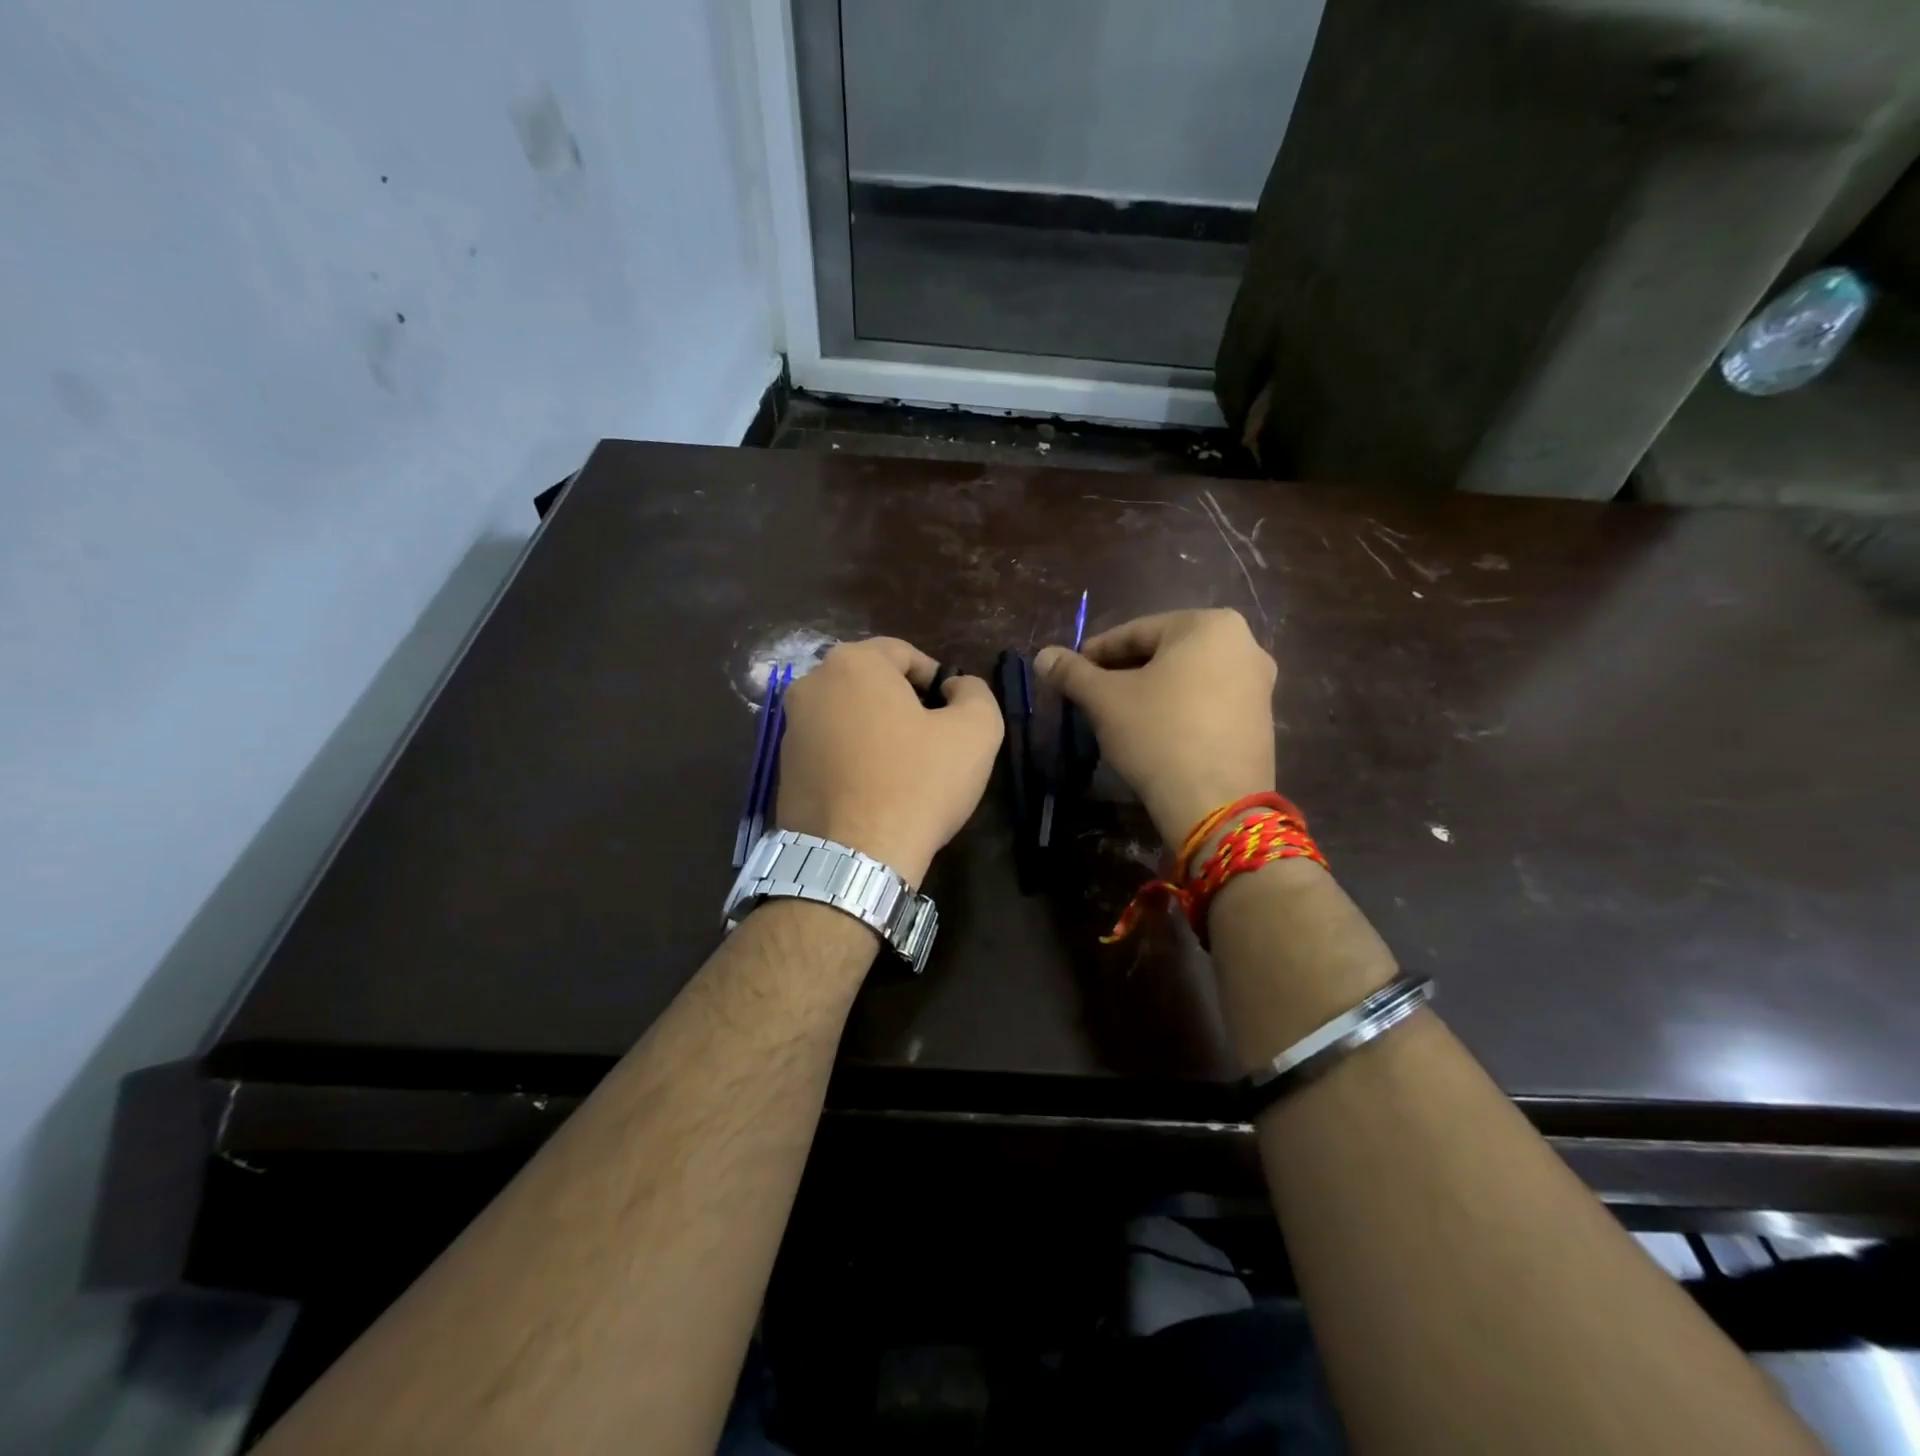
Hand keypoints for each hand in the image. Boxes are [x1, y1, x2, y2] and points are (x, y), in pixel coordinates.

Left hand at [774, 638, 1002, 885]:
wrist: (853, 859)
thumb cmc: (918, 784)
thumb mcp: (976, 731)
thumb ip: (975, 692)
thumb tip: (956, 688)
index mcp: (852, 663)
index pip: (905, 653)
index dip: (937, 680)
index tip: (953, 716)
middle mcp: (811, 685)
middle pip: (872, 683)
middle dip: (905, 704)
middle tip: (932, 743)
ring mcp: (790, 728)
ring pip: (849, 716)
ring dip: (878, 731)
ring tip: (904, 771)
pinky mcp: (783, 768)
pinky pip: (830, 748)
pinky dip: (853, 758)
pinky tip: (875, 791)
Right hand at [1035, 609, 1275, 843]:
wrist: (1216, 803)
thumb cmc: (1158, 735)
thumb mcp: (1105, 700)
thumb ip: (1072, 672)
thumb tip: (1043, 656)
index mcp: (1209, 625)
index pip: (1136, 632)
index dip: (1096, 652)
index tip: (1071, 671)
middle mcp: (1243, 644)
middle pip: (1165, 652)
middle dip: (1125, 672)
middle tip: (1092, 694)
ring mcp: (1259, 683)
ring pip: (1187, 678)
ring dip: (1151, 690)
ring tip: (1119, 714)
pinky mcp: (1261, 719)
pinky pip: (1208, 701)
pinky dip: (1179, 709)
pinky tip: (1155, 732)